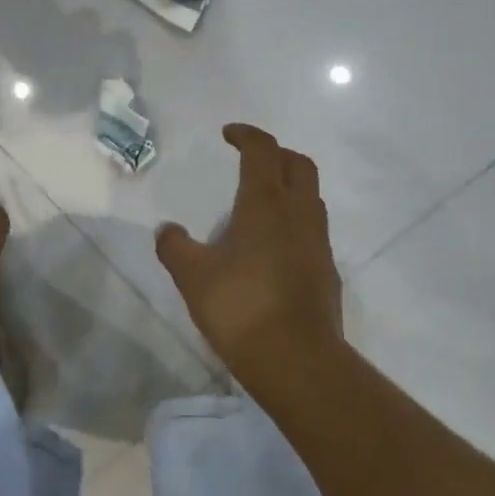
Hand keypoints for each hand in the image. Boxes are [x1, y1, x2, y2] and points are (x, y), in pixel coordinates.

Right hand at [156, 124, 342, 379]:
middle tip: (250, 161)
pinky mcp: (327, 270)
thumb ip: (175, 247)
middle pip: (299, 164)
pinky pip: (313, 229)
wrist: (297, 360)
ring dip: (289, 187)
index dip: (247, 135)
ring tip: (260, 203)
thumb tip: (167, 230)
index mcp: (266, 203)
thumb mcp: (193, 276)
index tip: (229, 134)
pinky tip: (273, 247)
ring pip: (311, 196)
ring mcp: (318, 242)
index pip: (263, 150)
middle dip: (275, 154)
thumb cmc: (241, 307)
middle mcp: (299, 214)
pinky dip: (294, 221)